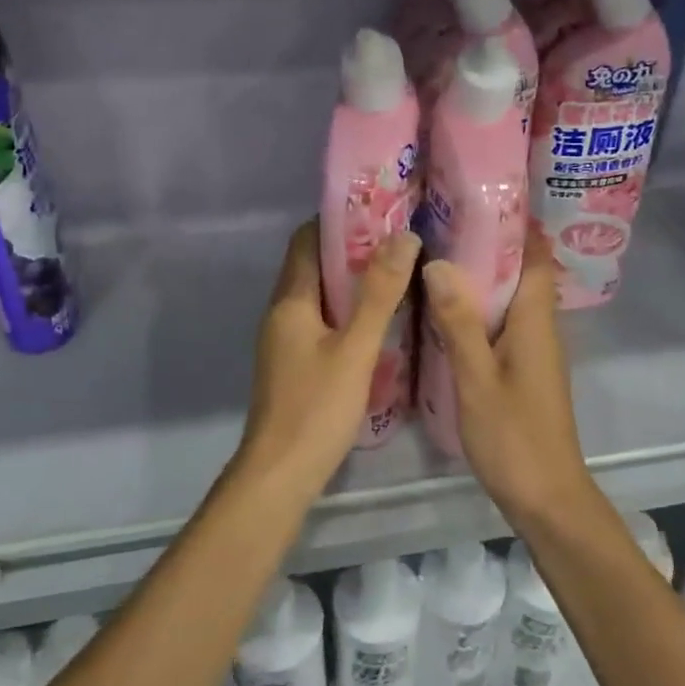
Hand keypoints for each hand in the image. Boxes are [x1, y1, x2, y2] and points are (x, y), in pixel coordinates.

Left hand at [239, 222, 420, 494]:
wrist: (280, 474)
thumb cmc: (317, 406)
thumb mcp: (356, 347)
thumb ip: (379, 293)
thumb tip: (403, 236)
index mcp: (290, 300)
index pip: (307, 240)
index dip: (339, 221)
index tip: (380, 212)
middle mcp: (282, 312)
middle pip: (314, 266)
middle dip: (352, 250)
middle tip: (400, 242)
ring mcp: (286, 340)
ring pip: (320, 296)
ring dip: (352, 282)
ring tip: (397, 274)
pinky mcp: (295, 364)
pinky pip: (322, 322)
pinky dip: (348, 312)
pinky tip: (380, 322)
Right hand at [421, 231, 593, 522]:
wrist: (547, 498)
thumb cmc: (514, 437)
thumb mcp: (477, 378)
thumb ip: (459, 321)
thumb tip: (438, 262)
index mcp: (536, 320)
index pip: (533, 253)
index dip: (512, 222)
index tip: (475, 197)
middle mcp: (540, 326)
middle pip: (520, 270)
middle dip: (486, 243)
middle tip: (438, 221)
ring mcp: (532, 349)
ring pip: (508, 297)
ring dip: (480, 275)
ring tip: (434, 254)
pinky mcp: (522, 368)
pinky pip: (501, 322)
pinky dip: (477, 307)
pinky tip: (442, 309)